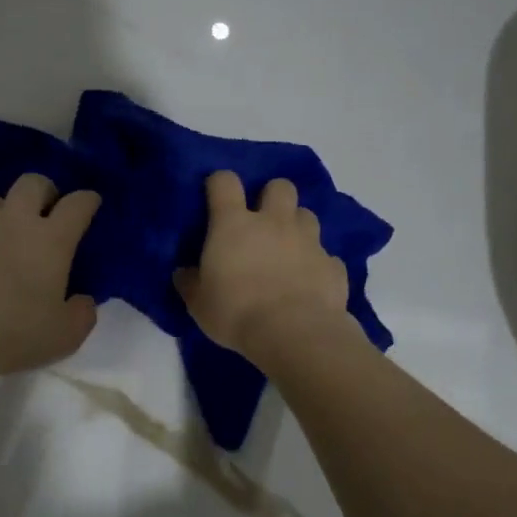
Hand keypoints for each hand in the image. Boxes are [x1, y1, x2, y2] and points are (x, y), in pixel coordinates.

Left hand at [0, 173, 100, 389]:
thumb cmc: (11, 335)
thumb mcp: (64, 336)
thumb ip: (82, 313)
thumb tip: (82, 300)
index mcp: (50, 240)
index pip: (77, 204)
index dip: (88, 201)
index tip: (91, 204)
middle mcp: (12, 220)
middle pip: (32, 183)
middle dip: (44, 191)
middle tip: (45, 213)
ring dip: (1, 211)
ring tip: (0, 235)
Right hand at [175, 170, 358, 364]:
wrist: (294, 334)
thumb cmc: (236, 313)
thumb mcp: (199, 303)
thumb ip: (190, 282)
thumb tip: (184, 272)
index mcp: (234, 224)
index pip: (225, 182)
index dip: (219, 183)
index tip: (216, 197)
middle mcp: (274, 222)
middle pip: (279, 186)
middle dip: (272, 196)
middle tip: (263, 221)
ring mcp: (308, 241)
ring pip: (307, 215)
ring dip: (297, 226)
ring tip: (289, 250)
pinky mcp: (333, 265)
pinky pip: (326, 256)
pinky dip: (317, 264)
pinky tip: (310, 283)